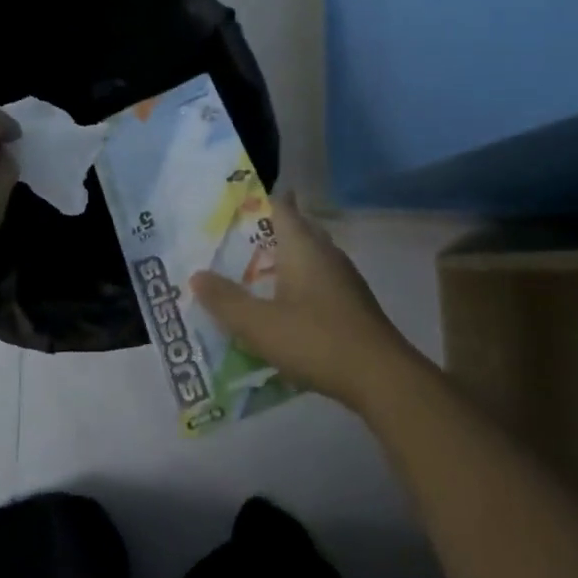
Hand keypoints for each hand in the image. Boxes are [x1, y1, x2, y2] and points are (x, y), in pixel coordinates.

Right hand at [190, 193, 424, 413]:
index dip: (256, 200)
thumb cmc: (317, 340)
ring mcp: (343, 279)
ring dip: (280, 261)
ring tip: (249, 273)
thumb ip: (226, 300)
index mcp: (304, 246)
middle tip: (231, 239)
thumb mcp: (259, 325)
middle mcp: (326, 254)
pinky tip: (280, 307)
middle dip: (265, 232)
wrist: (381, 378)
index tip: (230, 203)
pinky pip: (316, 281)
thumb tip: (196, 275)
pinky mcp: (351, 304)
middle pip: (294, 230)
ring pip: (307, 257)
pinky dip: (295, 285)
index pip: (280, 206)